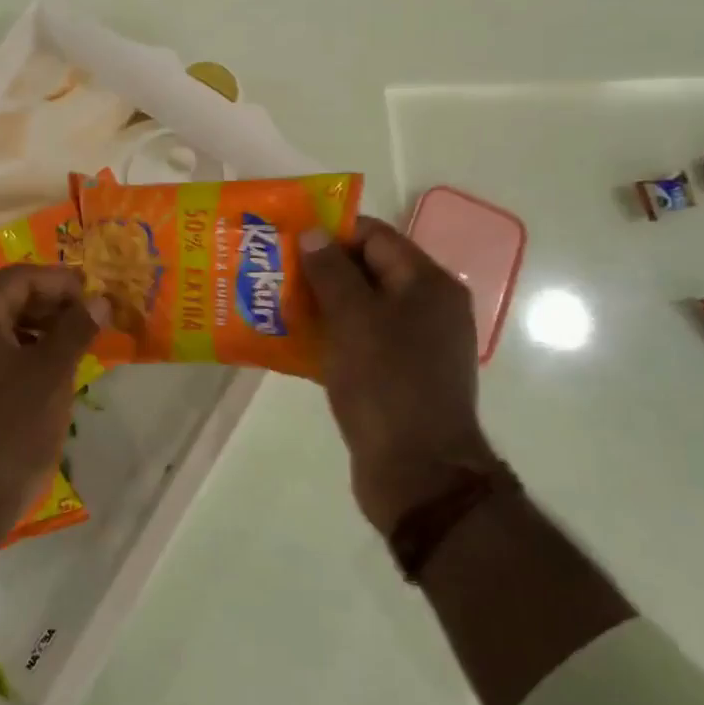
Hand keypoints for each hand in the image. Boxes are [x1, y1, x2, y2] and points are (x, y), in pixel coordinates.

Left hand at [0, 265, 107, 548]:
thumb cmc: (5, 435)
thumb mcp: (51, 377)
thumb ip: (76, 329)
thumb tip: (99, 300)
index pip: (20, 277)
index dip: (62, 283)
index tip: (96, 298)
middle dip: (45, 305)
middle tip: (85, 322)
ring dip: (26, 330)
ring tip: (65, 348)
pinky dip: (4, 353)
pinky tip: (31, 375)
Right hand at [301, 217, 496, 534]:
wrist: (418, 473)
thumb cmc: (386, 384)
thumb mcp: (354, 319)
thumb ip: (331, 271)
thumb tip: (313, 232)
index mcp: (427, 284)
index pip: (375, 236)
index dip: (331, 231)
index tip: (287, 238)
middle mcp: (429, 307)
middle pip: (369, 270)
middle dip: (321, 268)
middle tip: (274, 270)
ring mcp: (416, 344)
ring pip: (362, 308)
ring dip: (321, 304)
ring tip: (275, 303)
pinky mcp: (400, 376)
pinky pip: (362, 341)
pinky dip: (332, 337)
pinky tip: (294, 343)